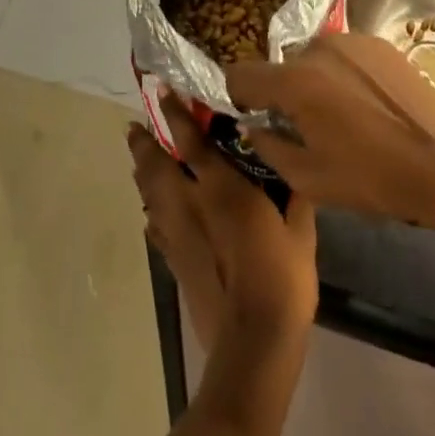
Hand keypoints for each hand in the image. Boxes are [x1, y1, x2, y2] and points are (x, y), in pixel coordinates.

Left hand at [127, 95, 317, 352]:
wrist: (253, 343)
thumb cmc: (281, 279)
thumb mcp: (300, 230)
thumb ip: (294, 193)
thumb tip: (292, 166)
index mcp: (221, 188)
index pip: (191, 140)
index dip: (175, 113)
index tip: (161, 92)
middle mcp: (190, 204)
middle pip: (156, 166)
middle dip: (143, 143)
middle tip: (134, 127)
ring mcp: (177, 235)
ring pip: (150, 195)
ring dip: (142, 173)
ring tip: (138, 160)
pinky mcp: (174, 263)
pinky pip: (155, 228)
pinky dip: (151, 213)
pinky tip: (152, 213)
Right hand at [225, 34, 434, 227]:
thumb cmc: (371, 178)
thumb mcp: (308, 178)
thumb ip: (268, 146)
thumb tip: (252, 126)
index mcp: (295, 81)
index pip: (241, 73)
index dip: (238, 95)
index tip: (252, 116)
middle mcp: (318, 48)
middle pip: (281, 66)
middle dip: (283, 92)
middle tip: (304, 125)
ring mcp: (352, 41)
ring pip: (314, 57)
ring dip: (315, 80)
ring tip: (341, 114)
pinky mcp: (379, 43)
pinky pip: (345, 55)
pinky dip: (344, 74)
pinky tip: (366, 103)